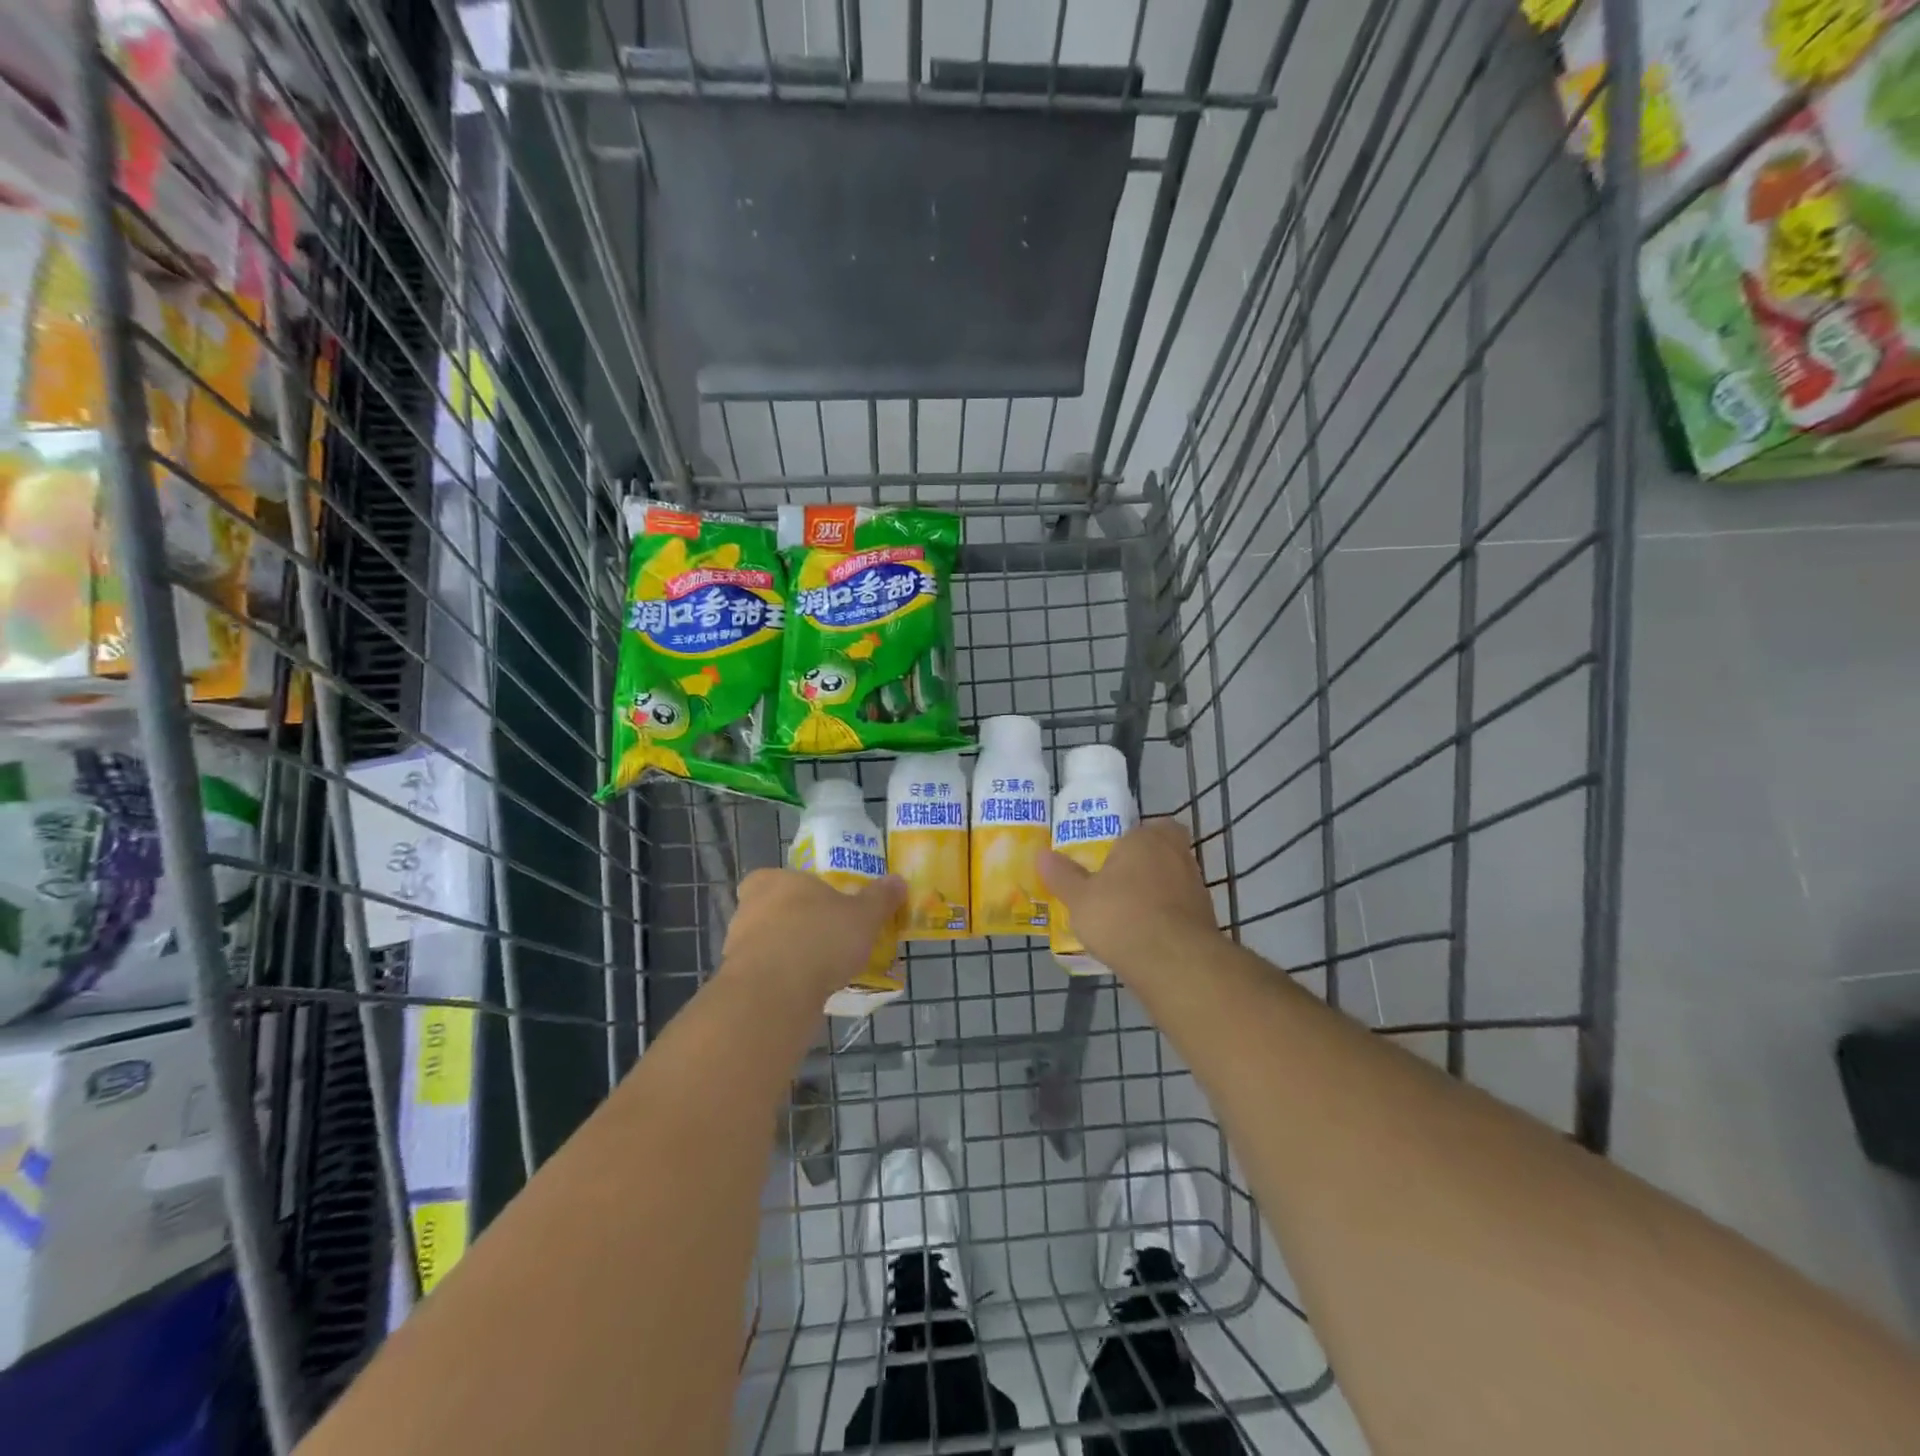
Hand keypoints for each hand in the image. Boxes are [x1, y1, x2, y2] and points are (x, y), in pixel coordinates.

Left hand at [719, 869, 905, 1002]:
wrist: (775, 994)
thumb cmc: (820, 938)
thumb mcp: (863, 916)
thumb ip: (880, 898)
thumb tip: (898, 880)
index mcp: (774, 880)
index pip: (779, 877)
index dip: (799, 890)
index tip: (821, 905)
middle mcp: (749, 907)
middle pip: (774, 909)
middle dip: (798, 923)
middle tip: (828, 937)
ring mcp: (738, 946)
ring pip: (769, 943)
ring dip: (790, 954)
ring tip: (825, 970)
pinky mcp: (738, 981)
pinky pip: (767, 975)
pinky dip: (784, 981)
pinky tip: (809, 992)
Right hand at [1038, 819, 1217, 972]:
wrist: (1173, 963)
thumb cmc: (1121, 916)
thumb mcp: (1079, 898)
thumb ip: (1062, 875)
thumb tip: (1042, 855)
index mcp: (1147, 839)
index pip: (1145, 827)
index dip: (1131, 840)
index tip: (1111, 858)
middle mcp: (1178, 855)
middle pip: (1161, 852)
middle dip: (1143, 866)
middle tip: (1117, 884)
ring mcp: (1196, 888)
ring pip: (1172, 882)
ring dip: (1155, 894)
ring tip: (1126, 915)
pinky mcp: (1206, 920)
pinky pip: (1179, 911)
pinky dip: (1164, 919)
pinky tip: (1143, 937)